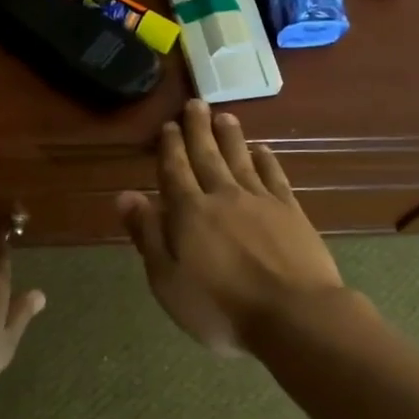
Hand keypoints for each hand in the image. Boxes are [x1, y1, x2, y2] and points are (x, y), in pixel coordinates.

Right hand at [117, 99, 344, 355]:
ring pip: (240, 159)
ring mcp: (260, 201)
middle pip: (207, 156)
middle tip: (195, 103)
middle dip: (198, 130)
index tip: (168, 126)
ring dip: (230, 137)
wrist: (293, 315)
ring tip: (224, 115)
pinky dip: (266, 160)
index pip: (175, 172)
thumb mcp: (168, 280)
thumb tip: (125, 195)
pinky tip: (263, 150)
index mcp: (189, 213)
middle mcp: (223, 196)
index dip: (170, 148)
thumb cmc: (221, 307)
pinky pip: (274, 176)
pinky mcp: (291, 211)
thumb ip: (147, 235)